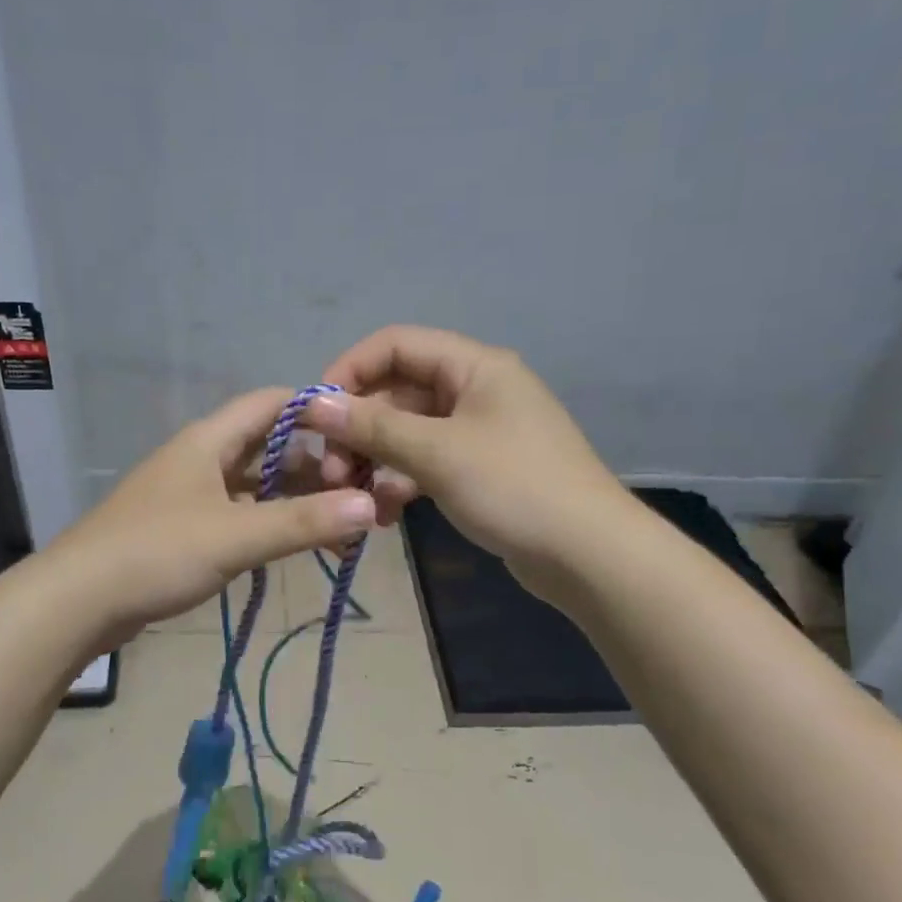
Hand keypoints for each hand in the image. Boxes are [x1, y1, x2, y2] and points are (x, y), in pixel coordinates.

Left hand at [48, 387, 376, 639]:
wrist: (77, 601)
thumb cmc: (156, 553)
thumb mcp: (235, 537)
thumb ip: (303, 523)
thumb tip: (371, 506)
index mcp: (210, 440)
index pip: (272, 403)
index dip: (317, 411)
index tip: (360, 435)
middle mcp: (202, 458)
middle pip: (269, 447)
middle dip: (316, 467)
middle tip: (361, 495)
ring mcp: (190, 494)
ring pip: (256, 485)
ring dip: (295, 501)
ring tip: (341, 527)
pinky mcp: (184, 528)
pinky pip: (239, 514)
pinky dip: (270, 524)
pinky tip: (296, 546)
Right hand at [306, 326, 620, 586]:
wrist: (588, 556)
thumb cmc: (514, 488)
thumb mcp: (437, 453)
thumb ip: (372, 426)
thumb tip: (312, 405)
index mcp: (474, 366)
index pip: (395, 345)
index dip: (350, 372)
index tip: (315, 413)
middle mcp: (475, 390)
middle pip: (397, 393)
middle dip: (358, 430)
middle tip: (332, 473)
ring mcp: (478, 432)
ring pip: (407, 433)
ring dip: (375, 462)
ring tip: (355, 499)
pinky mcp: (478, 470)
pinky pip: (425, 463)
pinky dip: (401, 483)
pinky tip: (384, 515)